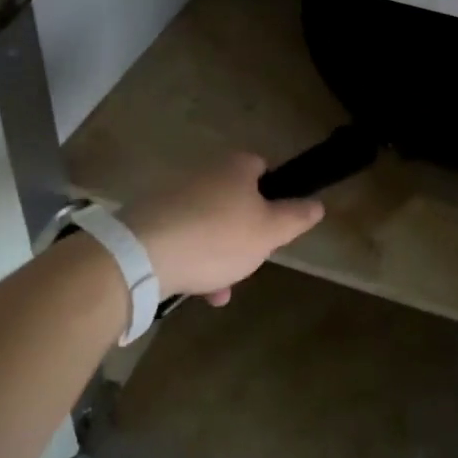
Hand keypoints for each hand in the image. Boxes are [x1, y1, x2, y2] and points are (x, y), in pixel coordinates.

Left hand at [119, 152, 323, 304]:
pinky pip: (181, 237)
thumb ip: (296, 217)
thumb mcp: (269, 232)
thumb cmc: (216, 237)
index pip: (263, 168)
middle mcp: (204, 171)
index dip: (274, 195)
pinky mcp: (149, 219)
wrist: (140, 255)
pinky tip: (197, 290)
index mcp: (235, 166)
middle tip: (250, 259)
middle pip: (234, 199)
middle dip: (244, 232)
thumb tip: (317, 204)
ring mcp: (172, 194)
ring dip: (218, 253)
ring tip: (222, 288)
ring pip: (208, 223)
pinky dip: (192, 259)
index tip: (275, 225)